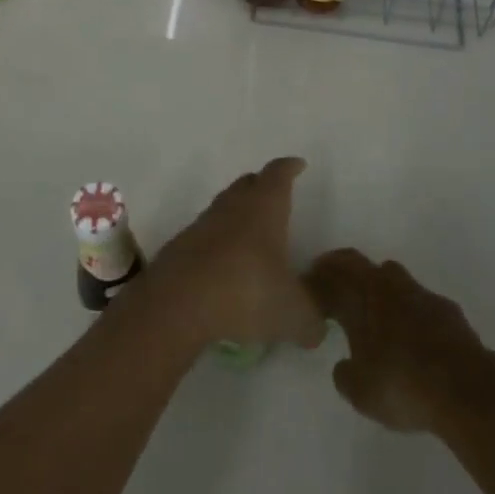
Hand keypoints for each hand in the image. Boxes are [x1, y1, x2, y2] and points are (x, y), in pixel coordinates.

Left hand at [143, 157, 326, 350]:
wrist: (177, 303)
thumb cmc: (246, 292)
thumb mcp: (292, 314)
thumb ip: (311, 320)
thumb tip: (317, 328)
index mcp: (265, 208)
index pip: (279, 174)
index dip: (290, 168)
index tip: (297, 165)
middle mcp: (233, 207)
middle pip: (248, 184)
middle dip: (262, 185)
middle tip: (274, 194)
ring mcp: (202, 224)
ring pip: (224, 207)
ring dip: (237, 214)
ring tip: (250, 233)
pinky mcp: (180, 247)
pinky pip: (204, 235)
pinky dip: (216, 242)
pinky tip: (223, 264)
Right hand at [304, 249, 493, 433]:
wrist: (465, 388)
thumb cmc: (402, 384)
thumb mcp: (360, 391)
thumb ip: (345, 374)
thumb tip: (344, 366)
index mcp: (362, 296)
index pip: (334, 271)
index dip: (318, 277)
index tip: (308, 287)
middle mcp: (390, 285)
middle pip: (361, 265)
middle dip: (344, 272)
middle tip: (333, 288)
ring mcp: (421, 294)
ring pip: (392, 278)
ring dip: (378, 287)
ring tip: (372, 311)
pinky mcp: (447, 310)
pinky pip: (418, 300)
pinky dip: (407, 308)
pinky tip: (410, 332)